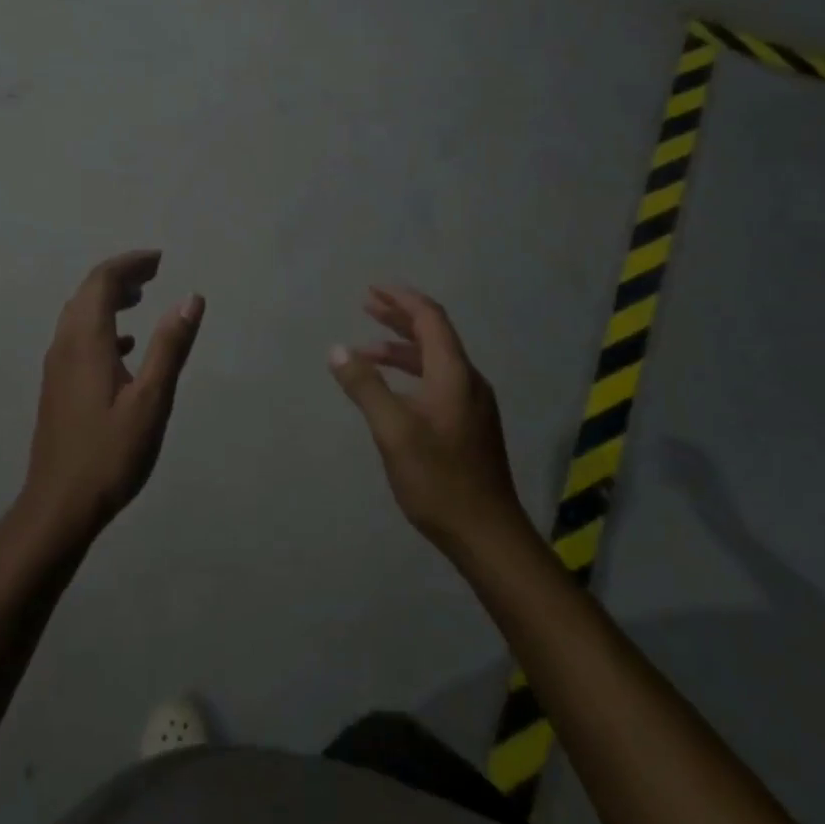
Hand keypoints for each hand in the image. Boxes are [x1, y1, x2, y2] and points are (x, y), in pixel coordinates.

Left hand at [23, 250, 204, 541]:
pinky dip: (103, 328)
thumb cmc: (109, 453)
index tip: (159, 259)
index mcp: (86, 341)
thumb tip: (191, 298)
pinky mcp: (57, 386)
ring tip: (141, 298)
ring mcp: (57, 366)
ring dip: (108, 299)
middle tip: (154, 273)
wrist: (59, 504)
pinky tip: (125, 347)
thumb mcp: (151, 400)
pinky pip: (78, 339)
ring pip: (80, 315)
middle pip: (87, 293)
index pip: (102, 281)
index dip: (130, 264)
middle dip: (119, 276)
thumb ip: (170, 347)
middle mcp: (65, 345)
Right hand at [330, 285, 530, 558]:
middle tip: (366, 307)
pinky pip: (438, 381)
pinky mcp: (469, 425)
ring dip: (401, 349)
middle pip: (434, 335)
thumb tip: (337, 349)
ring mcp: (472, 404)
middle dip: (399, 319)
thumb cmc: (438, 479)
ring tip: (366, 351)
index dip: (402, 300)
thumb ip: (365, 386)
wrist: (487, 534)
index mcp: (454, 374)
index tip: (373, 289)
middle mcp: (468, 381)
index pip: (430, 319)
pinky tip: (392, 389)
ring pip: (435, 361)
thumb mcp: (393, 431)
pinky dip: (411, 373)